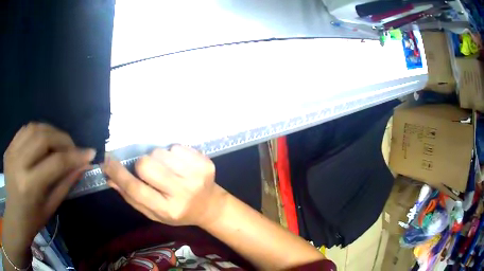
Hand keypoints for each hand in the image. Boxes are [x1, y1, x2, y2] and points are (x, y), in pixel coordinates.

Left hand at [3, 123, 95, 247]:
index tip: (90, 153)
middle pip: (43, 137)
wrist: (13, 218)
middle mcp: (18, 163)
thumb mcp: (49, 209)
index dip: (75, 155)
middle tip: (73, 147)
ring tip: (59, 142)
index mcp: (29, 186)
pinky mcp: (8, 147)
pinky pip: (24, 130)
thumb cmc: (31, 222)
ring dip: (51, 131)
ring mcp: (11, 151)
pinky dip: (37, 131)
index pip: (56, 162)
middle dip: (63, 139)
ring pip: (34, 128)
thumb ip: (64, 185)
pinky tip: (42, 141)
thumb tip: (82, 167)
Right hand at [103, 145, 226, 226]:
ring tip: (168, 170)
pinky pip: (175, 146)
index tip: (107, 160)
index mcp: (168, 210)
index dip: (118, 173)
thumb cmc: (177, 211)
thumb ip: (131, 197)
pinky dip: (172, 154)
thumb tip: (109, 177)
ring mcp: (196, 175)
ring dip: (158, 159)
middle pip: (146, 164)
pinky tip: (180, 165)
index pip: (136, 189)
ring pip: (159, 152)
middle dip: (141, 165)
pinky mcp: (205, 162)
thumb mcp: (153, 212)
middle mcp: (183, 193)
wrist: (209, 206)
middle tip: (149, 172)